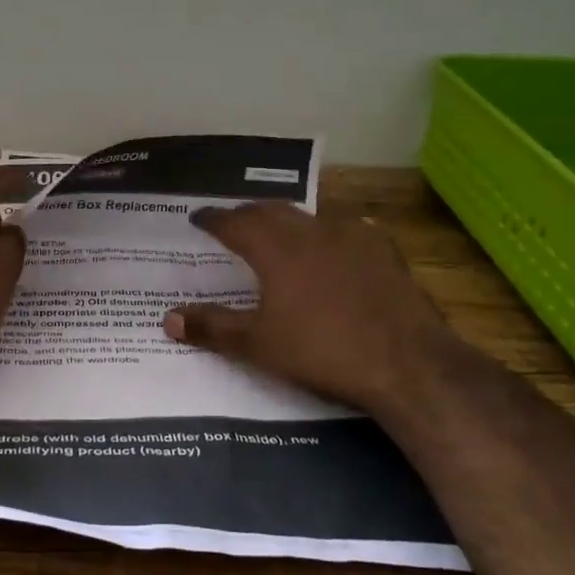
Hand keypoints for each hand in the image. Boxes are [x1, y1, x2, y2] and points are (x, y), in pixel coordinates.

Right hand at [163, 204, 458, 410]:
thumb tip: (168, 319)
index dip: (213, 219)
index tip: (198, 217)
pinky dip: (330, 233)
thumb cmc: (322, 351)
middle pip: (271, 211)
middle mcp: (311, 232)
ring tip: (278, 230)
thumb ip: (212, 328)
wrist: (406, 362)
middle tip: (233, 221)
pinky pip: (349, 230)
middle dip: (247, 213)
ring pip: (310, 217)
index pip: (234, 223)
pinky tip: (336, 244)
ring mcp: (353, 238)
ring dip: (288, 220)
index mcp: (276, 249)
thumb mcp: (258, 345)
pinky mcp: (384, 252)